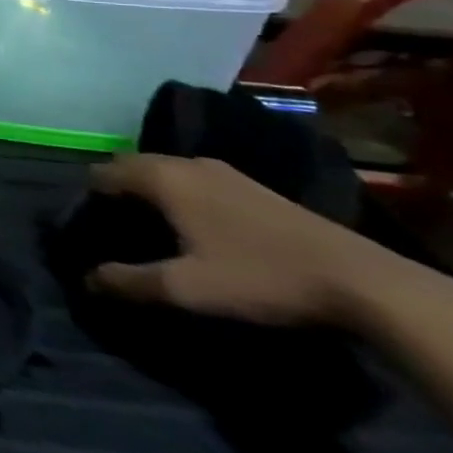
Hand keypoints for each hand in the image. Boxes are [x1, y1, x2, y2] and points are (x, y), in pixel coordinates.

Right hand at [85, 154, 384, 325]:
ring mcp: (225, 172)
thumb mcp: (186, 289)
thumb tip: (87, 279)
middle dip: (116, 192)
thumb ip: (129, 281)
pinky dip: (180, 195)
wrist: (365, 283)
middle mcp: (186, 163)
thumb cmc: (260, 277)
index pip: (101, 173)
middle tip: (115, 229)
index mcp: (162, 177)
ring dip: (150, 192)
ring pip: (165, 172)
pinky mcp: (253, 186)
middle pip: (131, 167)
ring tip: (152, 229)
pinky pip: (194, 180)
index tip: (87, 228)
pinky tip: (195, 228)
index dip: (87, 199)